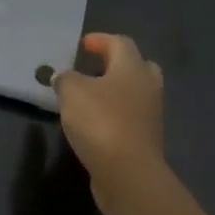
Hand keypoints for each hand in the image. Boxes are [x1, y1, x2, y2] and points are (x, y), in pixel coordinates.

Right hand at [53, 33, 165, 201]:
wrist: (128, 173)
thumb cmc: (101, 122)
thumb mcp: (72, 92)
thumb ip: (65, 79)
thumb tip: (63, 77)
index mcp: (132, 67)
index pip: (120, 43)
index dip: (100, 40)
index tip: (82, 45)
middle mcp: (147, 86)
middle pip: (137, 66)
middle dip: (116, 64)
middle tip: (94, 68)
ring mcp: (150, 115)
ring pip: (135, 93)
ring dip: (115, 91)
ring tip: (89, 96)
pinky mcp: (146, 139)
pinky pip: (131, 117)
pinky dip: (115, 114)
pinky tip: (95, 122)